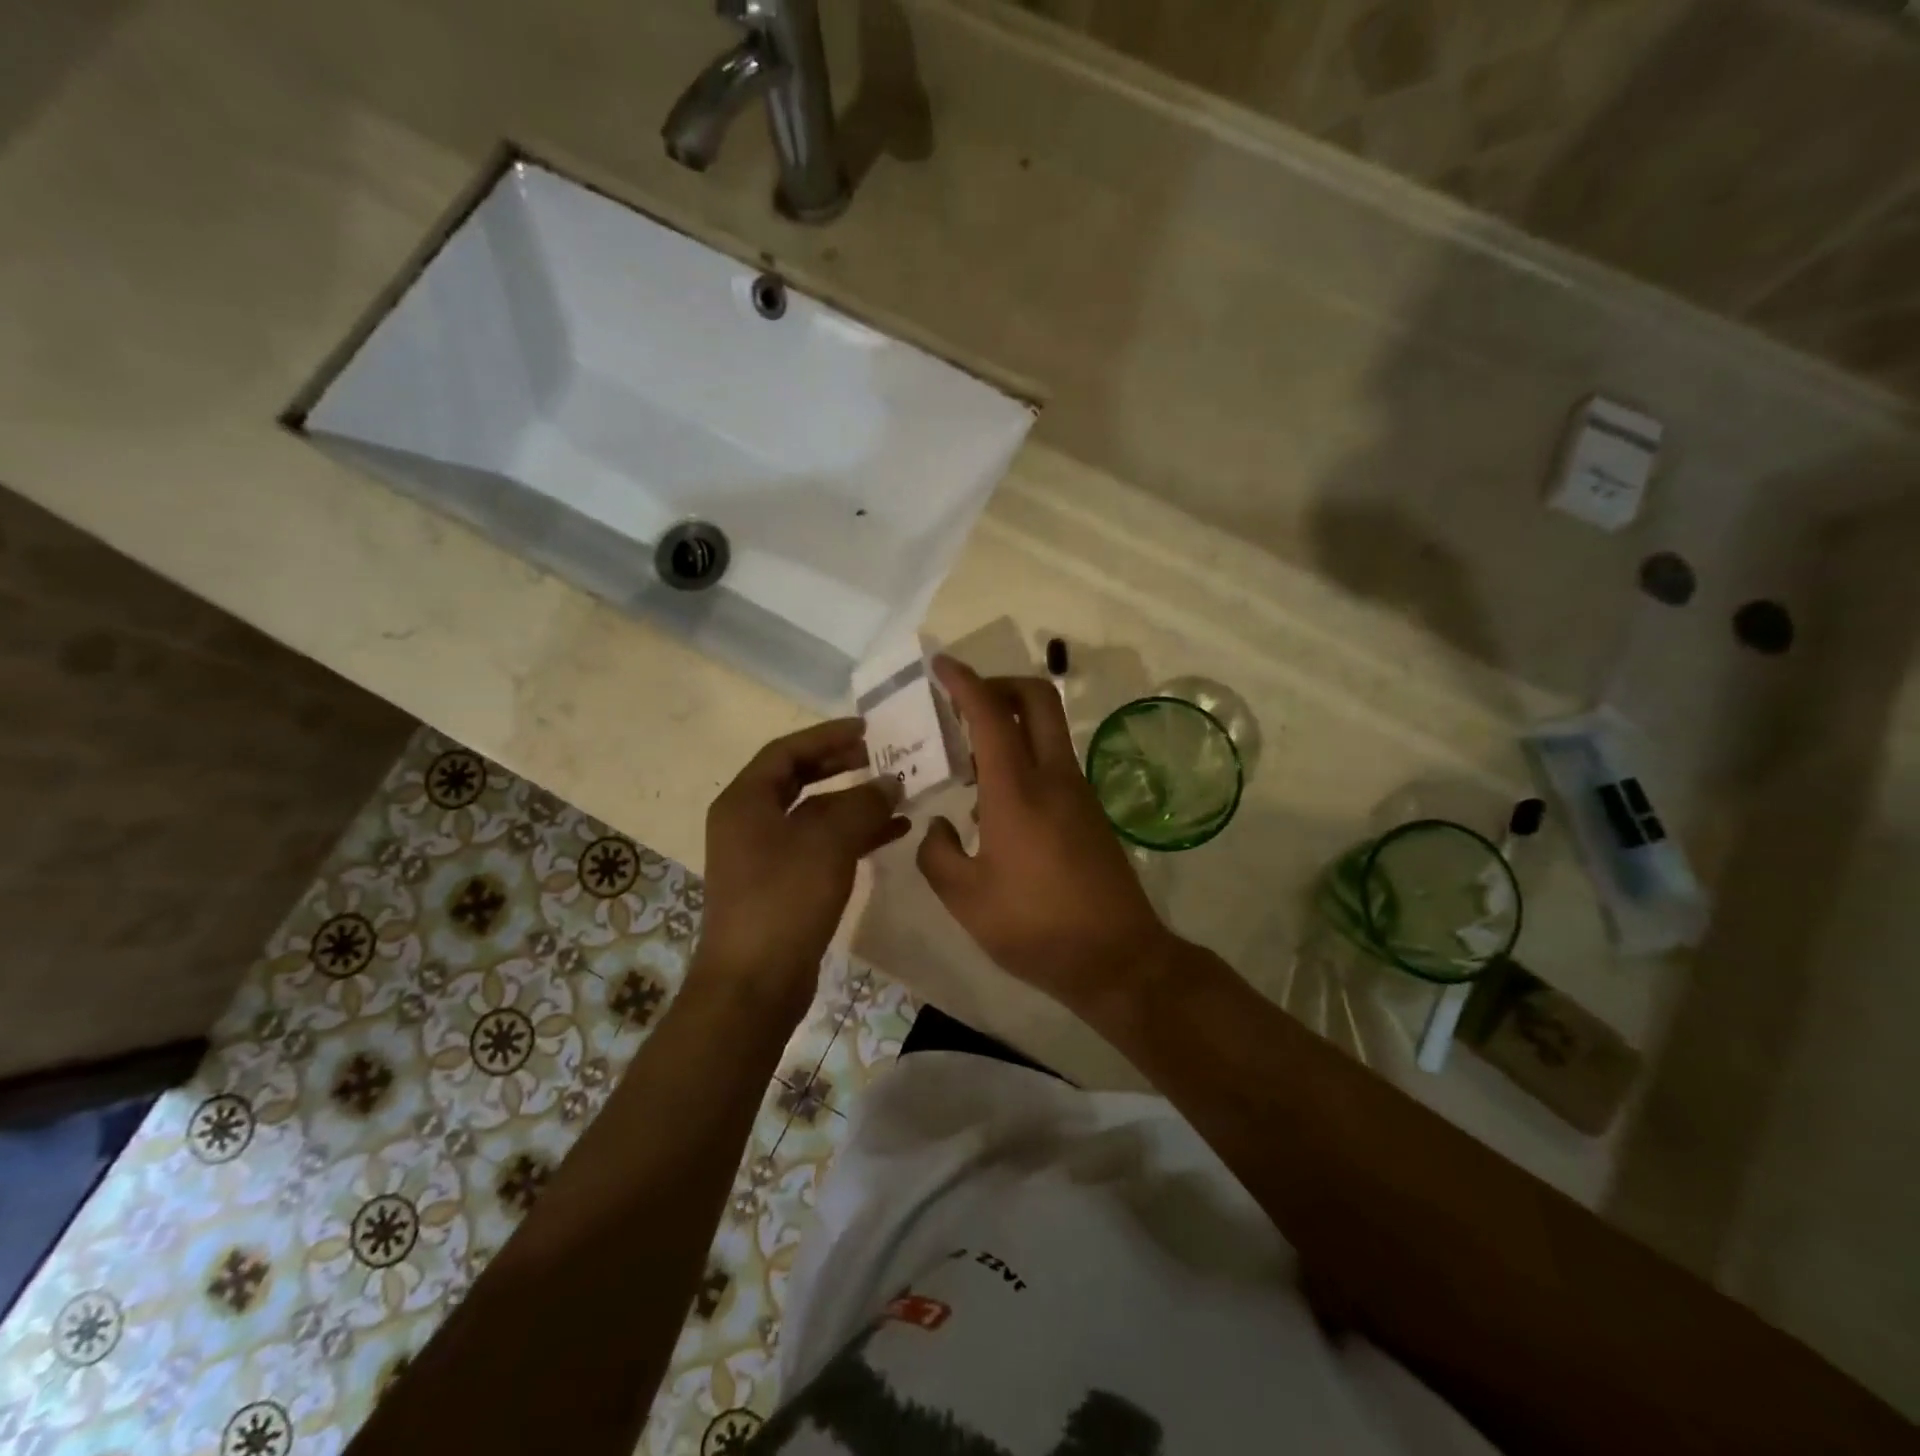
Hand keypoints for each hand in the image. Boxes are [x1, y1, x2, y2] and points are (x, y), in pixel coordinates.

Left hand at [697, 720, 907, 1011]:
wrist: (754, 984)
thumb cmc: (784, 901)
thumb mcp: (828, 843)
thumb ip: (863, 805)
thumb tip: (891, 782)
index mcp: (745, 802)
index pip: (787, 751)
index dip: (827, 736)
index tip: (867, 730)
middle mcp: (748, 822)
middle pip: (798, 780)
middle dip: (840, 766)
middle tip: (879, 756)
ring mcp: (763, 856)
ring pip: (814, 815)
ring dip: (854, 804)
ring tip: (897, 794)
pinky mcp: (782, 885)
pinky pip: (820, 846)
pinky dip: (853, 837)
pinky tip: (892, 833)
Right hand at [917, 657, 1175, 1015]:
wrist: (1117, 958)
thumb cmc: (1035, 928)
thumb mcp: (966, 899)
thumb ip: (937, 853)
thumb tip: (937, 826)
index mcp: (1017, 790)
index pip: (989, 712)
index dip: (963, 681)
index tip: (940, 665)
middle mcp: (1053, 776)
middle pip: (1036, 698)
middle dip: (998, 683)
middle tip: (962, 702)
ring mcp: (1078, 791)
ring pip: (1047, 728)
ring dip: (1011, 721)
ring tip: (969, 754)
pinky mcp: (1090, 811)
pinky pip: (1053, 760)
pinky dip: (1023, 753)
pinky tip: (995, 798)